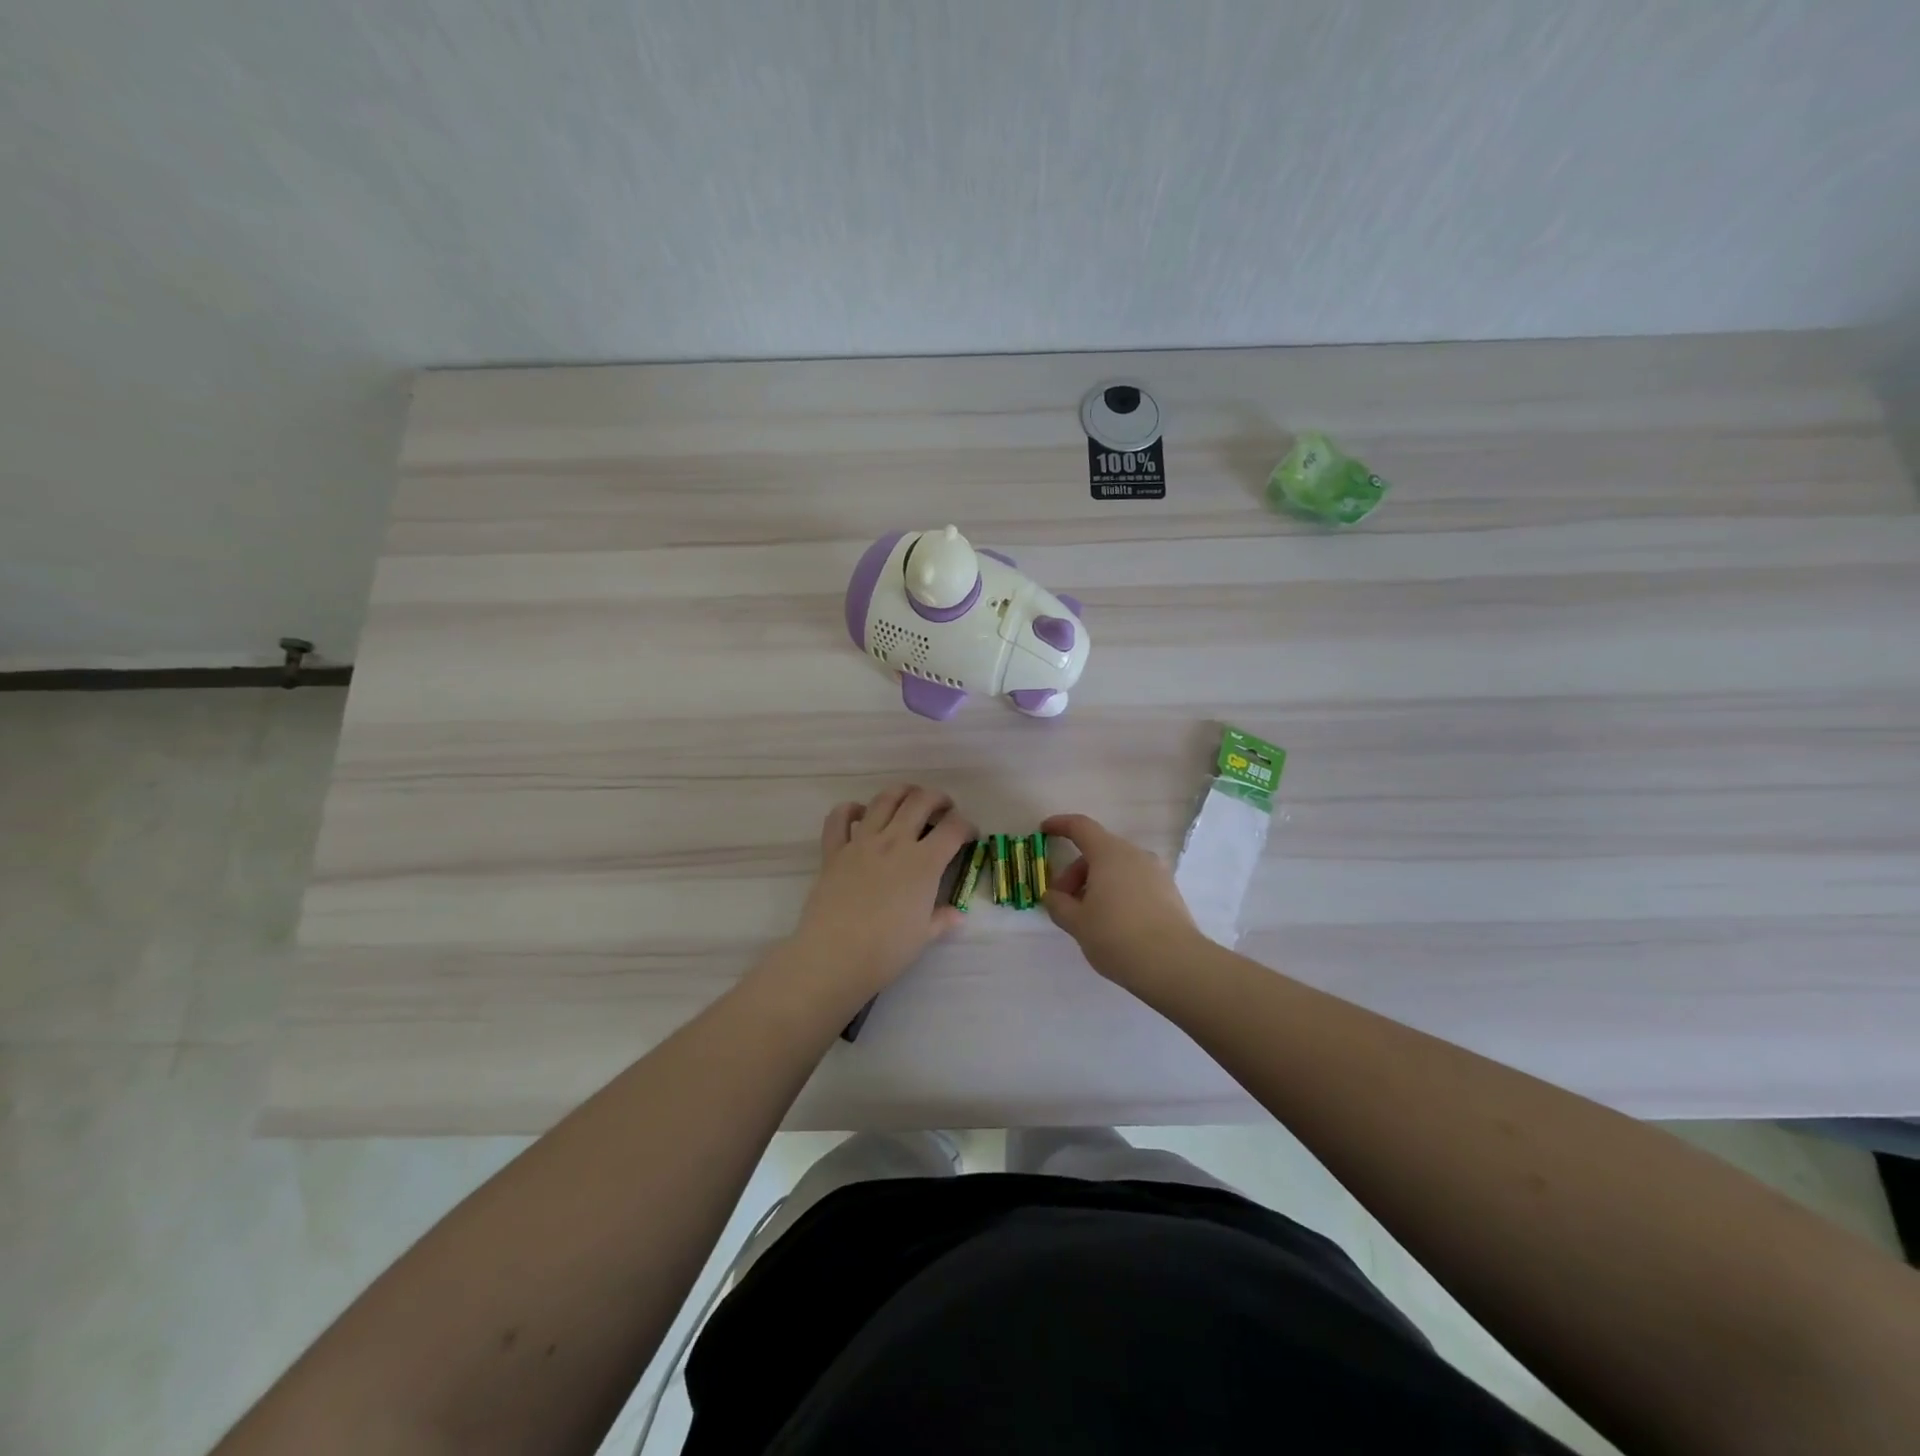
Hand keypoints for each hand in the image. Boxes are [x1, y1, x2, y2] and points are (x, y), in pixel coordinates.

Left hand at [783, 784, 973, 1004]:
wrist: (834, 955)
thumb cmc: (886, 950)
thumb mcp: (924, 937)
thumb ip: (942, 919)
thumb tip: (956, 914)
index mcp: (924, 863)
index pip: (953, 828)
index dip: (966, 826)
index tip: (969, 836)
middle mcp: (895, 842)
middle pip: (921, 802)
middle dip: (938, 799)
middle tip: (943, 809)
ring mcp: (862, 842)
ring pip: (884, 800)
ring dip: (901, 792)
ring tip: (909, 798)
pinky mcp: (834, 850)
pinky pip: (839, 818)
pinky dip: (850, 809)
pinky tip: (860, 814)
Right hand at [1041, 813, 1201, 990]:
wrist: (1174, 964)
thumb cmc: (1117, 936)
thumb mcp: (1077, 923)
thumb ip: (1058, 904)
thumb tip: (1053, 896)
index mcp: (1110, 854)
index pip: (1081, 827)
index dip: (1060, 825)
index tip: (1044, 831)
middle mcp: (1135, 855)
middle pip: (1098, 851)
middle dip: (1075, 872)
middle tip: (1063, 902)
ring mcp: (1157, 873)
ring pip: (1118, 868)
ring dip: (1097, 884)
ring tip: (1088, 917)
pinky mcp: (1170, 893)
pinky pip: (1135, 883)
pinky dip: (1118, 893)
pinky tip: (1113, 923)